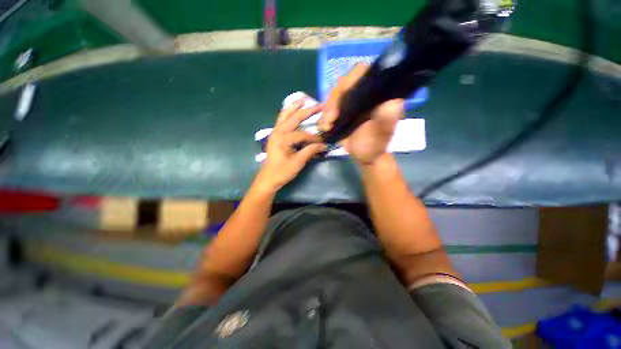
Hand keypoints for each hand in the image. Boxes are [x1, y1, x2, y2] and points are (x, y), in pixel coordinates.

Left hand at [254, 99, 326, 192]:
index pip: (303, 135)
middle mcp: (278, 131)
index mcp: (283, 138)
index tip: (324, 142)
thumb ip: (310, 151)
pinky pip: (282, 120)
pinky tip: (293, 110)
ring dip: (295, 107)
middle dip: (307, 111)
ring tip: (303, 99)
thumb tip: (324, 145)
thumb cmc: (282, 172)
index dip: (314, 138)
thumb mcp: (298, 162)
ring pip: (285, 115)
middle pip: (294, 117)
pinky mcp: (275, 135)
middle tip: (319, 104)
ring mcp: (275, 132)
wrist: (269, 178)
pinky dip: (288, 113)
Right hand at [319, 63, 404, 165]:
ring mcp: (350, 102)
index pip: (362, 72)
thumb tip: (393, 102)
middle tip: (330, 120)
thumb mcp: (381, 133)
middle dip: (333, 102)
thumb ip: (386, 118)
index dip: (349, 81)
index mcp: (376, 93)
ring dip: (326, 111)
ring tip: (326, 127)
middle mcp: (363, 93)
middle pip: (343, 85)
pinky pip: (328, 108)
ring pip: (333, 97)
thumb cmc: (375, 145)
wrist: (364, 156)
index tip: (341, 100)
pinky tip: (324, 128)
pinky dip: (323, 117)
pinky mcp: (341, 111)